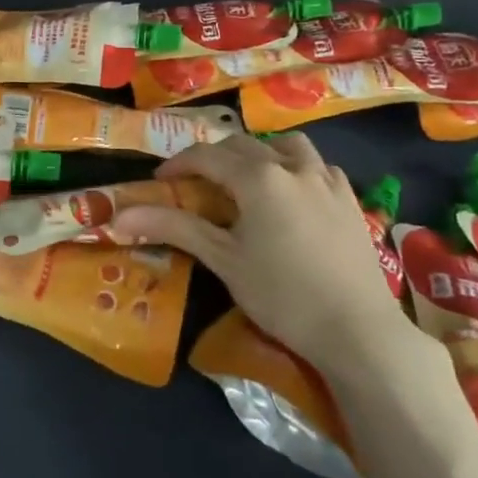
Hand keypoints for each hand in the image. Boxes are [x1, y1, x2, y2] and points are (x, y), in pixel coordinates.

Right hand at [109, 132, 414, 363]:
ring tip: (248, 179)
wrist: (358, 331)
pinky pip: (320, 168)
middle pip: (243, 146)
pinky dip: (298, 170)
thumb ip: (174, 227)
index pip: (207, 156)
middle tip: (196, 184)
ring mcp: (328, 181)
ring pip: (288, 147)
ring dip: (260, 153)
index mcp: (258, 178)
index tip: (159, 181)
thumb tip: (120, 217)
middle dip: (215, 158)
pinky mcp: (351, 201)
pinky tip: (294, 196)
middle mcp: (293, 167)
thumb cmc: (282, 295)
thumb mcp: (223, 259)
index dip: (178, 165)